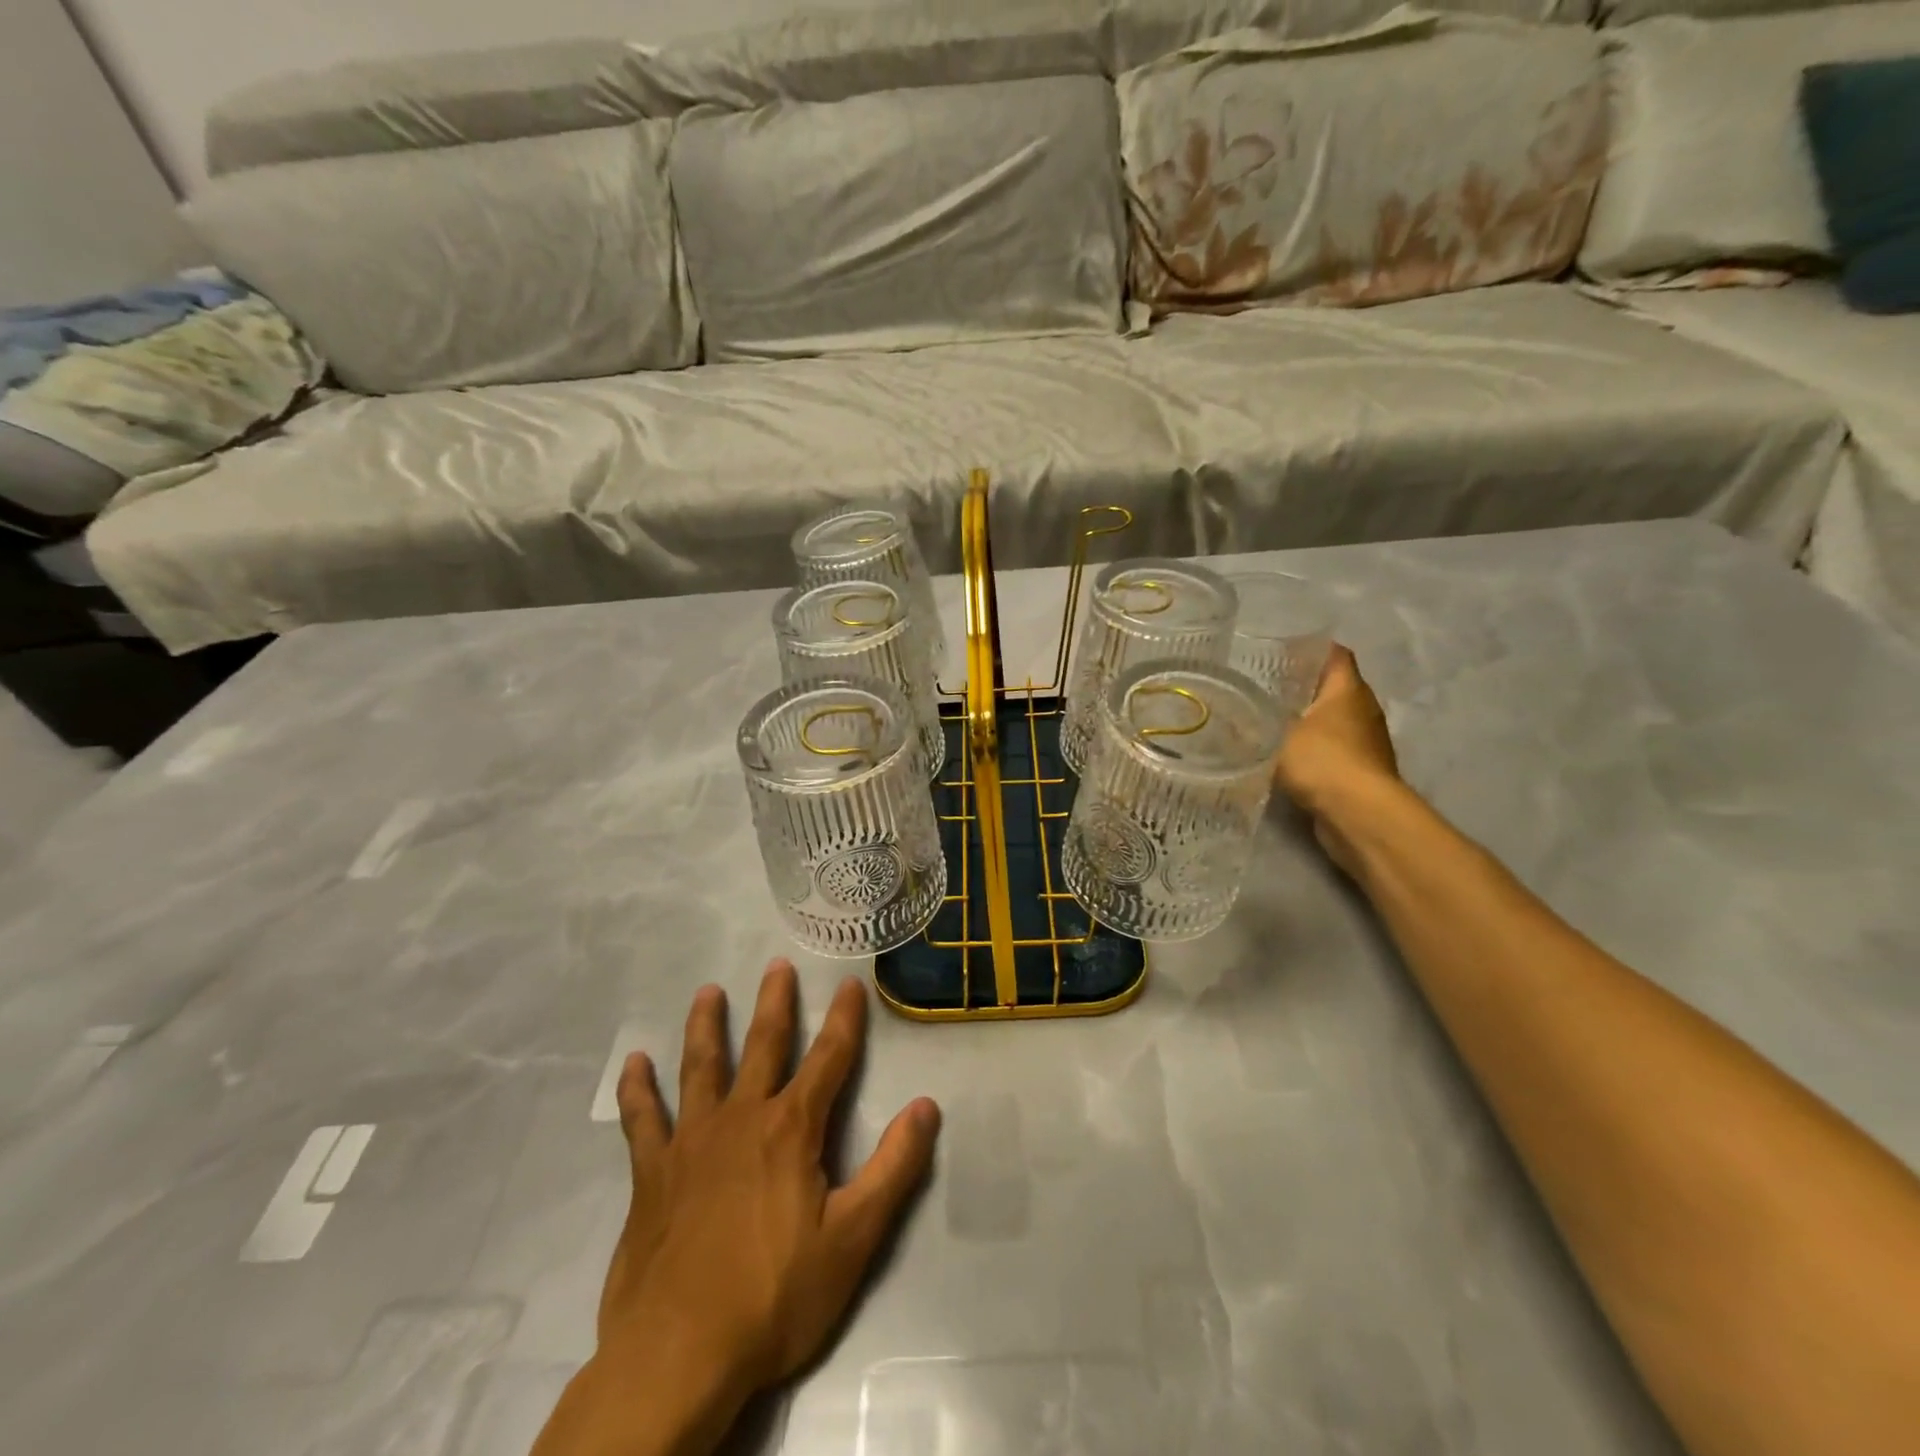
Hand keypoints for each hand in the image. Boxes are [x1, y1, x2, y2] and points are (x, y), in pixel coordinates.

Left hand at [535, 962, 940, 1455]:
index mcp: (792, 1129)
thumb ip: (894, 1168)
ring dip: (706, 1026)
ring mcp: (691, 1142)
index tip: (850, 984)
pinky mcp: (652, 1174)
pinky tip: (632, 1064)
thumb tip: (927, 1106)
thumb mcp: (854, 1238)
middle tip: (777, 965)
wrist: (679, 1355)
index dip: (845, 1019)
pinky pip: (642, 1121)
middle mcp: (742, 1118)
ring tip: (708, 992)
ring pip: (700, 1067)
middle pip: (763, 1045)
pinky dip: (637, 1090)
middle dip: (775, 1003)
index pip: (829, 1059)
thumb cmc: (775, 1297)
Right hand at [1274, 644, 1401, 876]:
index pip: (1334, 655)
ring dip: (1307, 720)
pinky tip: (1284, 755)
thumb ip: (1253, 721)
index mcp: (1348, 690)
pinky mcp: (1359, 771)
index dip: (1310, 648)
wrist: (1359, 814)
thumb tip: (1227, 713)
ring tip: (1268, 719)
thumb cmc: (1323, 760)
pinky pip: (1332, 748)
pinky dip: (1312, 748)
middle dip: (1302, 686)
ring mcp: (1365, 742)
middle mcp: (1363, 710)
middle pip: (1333, 687)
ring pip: (1332, 720)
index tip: (1279, 650)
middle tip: (1263, 686)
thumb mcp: (1276, 735)